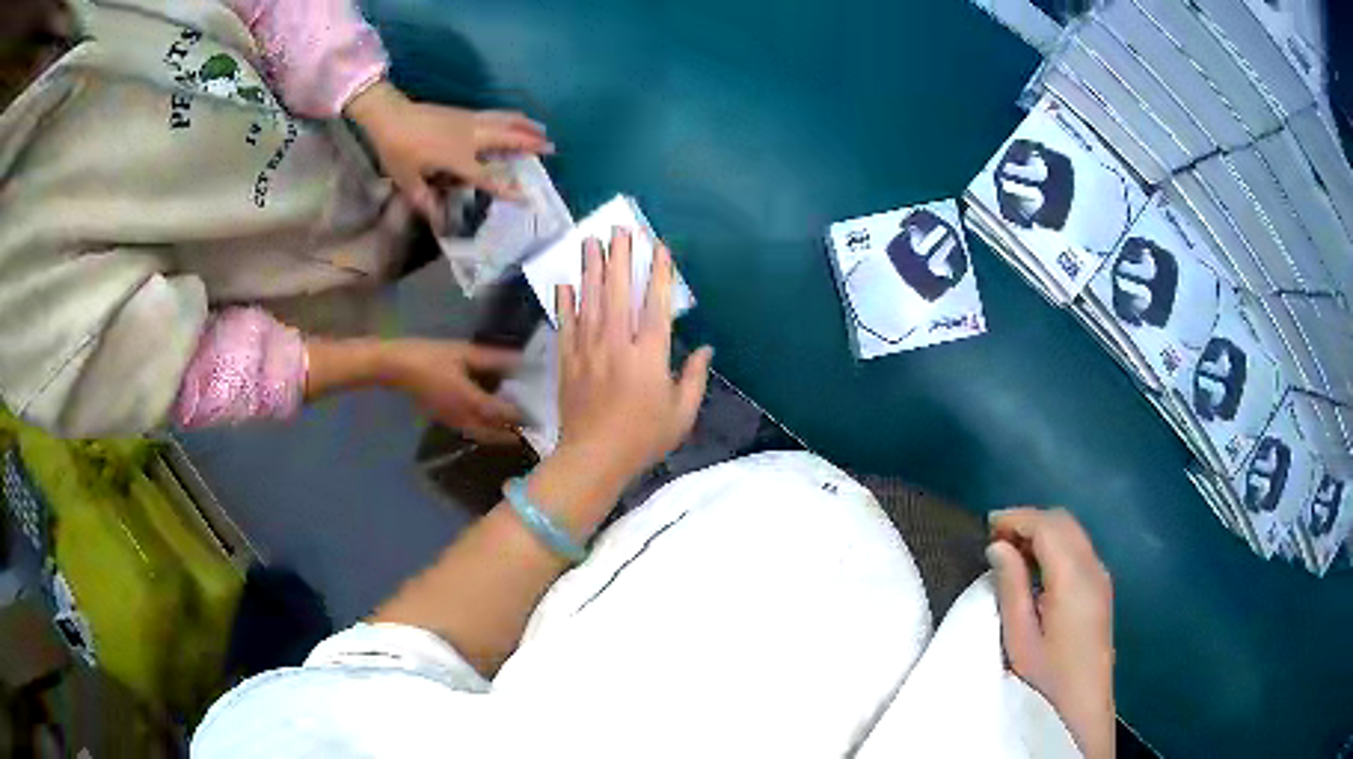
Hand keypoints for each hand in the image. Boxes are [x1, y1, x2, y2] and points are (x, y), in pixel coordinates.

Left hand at [345, 81, 553, 229]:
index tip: (527, 197)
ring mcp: (470, 121)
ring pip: (506, 121)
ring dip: (526, 126)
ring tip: (543, 130)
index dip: (508, 189)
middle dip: (531, 144)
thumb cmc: (397, 150)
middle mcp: (471, 138)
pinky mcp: (466, 113)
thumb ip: (425, 200)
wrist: (391, 115)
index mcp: (458, 158)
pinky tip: (517, 118)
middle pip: (508, 139)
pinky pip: (496, 114)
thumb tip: (438, 221)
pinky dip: (512, 117)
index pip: (489, 177)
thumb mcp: (407, 181)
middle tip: (552, 148)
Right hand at [386, 340, 522, 444]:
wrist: (396, 368)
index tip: (540, 414)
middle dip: (512, 434)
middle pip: (493, 434)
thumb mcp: (463, 352)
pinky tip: (488, 421)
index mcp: (471, 401)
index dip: (521, 415)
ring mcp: (452, 421)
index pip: (503, 414)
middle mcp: (463, 417)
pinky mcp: (443, 419)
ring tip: (514, 429)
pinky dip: (483, 431)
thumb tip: (520, 360)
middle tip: (530, 430)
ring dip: (498, 435)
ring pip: (480, 435)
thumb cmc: (429, 356)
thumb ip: (492, 358)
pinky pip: (469, 431)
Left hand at [555, 228, 712, 484]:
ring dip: (591, 269)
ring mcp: (588, 350)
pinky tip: (564, 283)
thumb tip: (706, 349)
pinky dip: (565, 303)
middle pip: (618, 291)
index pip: (656, 304)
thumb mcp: (681, 414)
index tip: (658, 247)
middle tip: (617, 229)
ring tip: (589, 242)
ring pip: (589, 301)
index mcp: (649, 355)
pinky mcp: (567, 361)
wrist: (593, 458)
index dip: (658, 273)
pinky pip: (565, 325)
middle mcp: (617, 344)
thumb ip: (694, 378)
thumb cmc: (643, 438)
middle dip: (619, 257)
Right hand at [987, 508, 1115, 758]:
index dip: (1017, 519)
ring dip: (1042, 531)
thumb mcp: (1020, 638)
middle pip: (1063, 522)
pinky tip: (1034, 566)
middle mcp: (1093, 567)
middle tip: (995, 538)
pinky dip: (1054, 544)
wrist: (1083, 704)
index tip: (987, 527)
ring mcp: (1100, 575)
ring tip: (1010, 550)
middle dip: (1029, 520)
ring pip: (1072, 532)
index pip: (1047, 526)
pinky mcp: (1101, 586)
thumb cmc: (1047, 677)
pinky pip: (1077, 548)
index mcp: (1073, 578)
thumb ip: (1011, 587)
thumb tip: (998, 547)